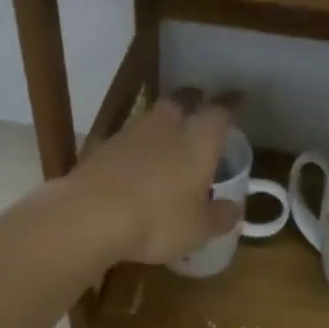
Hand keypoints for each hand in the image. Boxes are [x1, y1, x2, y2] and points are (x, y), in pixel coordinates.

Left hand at [63, 89, 242, 264]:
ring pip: (150, 118)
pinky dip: (136, 148)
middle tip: (199, 106)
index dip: (231, 105)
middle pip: (181, 101)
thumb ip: (220, 216)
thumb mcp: (198, 228)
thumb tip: (234, 209)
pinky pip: (126, 141)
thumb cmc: (158, 220)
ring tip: (168, 137)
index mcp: (198, 140)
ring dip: (161, 124)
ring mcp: (128, 135)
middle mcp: (165, 127)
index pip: (220, 111)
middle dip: (192, 101)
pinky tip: (136, 164)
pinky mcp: (99, 150)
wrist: (89, 216)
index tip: (238, 98)